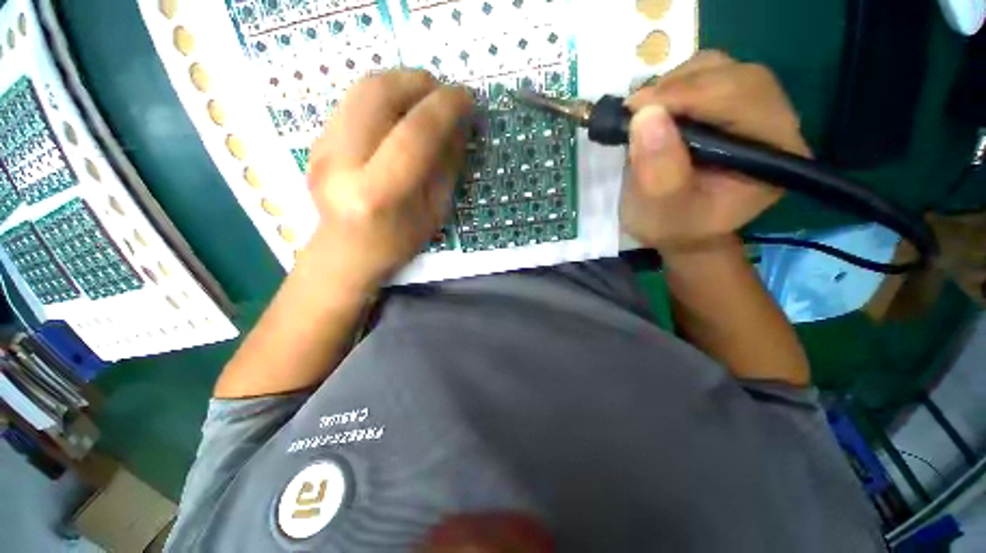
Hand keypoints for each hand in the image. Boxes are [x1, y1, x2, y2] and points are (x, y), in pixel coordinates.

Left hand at [304, 70, 471, 290]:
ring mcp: (320, 147)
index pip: (414, 134)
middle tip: (443, 93)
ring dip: (401, 83)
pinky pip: (354, 101)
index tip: (467, 98)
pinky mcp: (315, 140)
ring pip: (362, 89)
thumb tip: (460, 123)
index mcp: (377, 193)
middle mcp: (340, 163)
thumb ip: (447, 165)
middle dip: (419, 82)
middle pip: (377, 94)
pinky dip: (384, 97)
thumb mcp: (434, 211)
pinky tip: (400, 114)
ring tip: (425, 99)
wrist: (347, 252)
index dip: (445, 108)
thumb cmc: (398, 241)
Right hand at [621, 51, 810, 257]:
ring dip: (675, 83)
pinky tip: (656, 110)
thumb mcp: (662, 212)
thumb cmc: (675, 227)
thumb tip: (646, 115)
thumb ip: (659, 172)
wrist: (680, 229)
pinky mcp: (732, 105)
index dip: (691, 94)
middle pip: (736, 76)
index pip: (744, 99)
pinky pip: (708, 75)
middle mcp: (775, 123)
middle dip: (681, 86)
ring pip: (721, 68)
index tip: (638, 109)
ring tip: (643, 113)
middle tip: (635, 110)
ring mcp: (755, 109)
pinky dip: (675, 85)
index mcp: (774, 154)